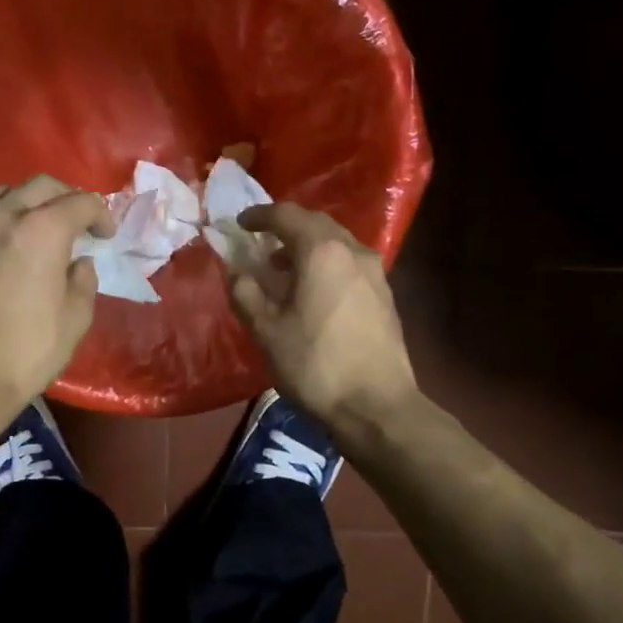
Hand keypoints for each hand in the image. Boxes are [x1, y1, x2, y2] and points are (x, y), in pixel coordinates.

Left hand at [0, 177, 112, 413]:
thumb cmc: (27, 349)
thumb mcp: (75, 319)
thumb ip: (83, 281)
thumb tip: (79, 264)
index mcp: (41, 229)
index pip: (80, 202)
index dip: (101, 214)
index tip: (106, 235)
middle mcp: (1, 218)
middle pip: (39, 186)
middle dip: (65, 197)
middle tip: (76, 222)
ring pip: (0, 198)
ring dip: (26, 206)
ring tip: (36, 230)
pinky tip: (0, 257)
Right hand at [228, 203, 417, 428]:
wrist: (377, 406)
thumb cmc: (315, 364)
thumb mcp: (266, 331)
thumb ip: (246, 293)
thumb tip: (237, 272)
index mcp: (322, 252)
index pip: (287, 216)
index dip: (259, 216)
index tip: (240, 224)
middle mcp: (353, 251)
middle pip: (316, 225)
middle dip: (286, 228)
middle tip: (261, 242)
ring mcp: (374, 273)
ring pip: (336, 244)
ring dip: (307, 247)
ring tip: (283, 269)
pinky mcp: (384, 296)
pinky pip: (349, 264)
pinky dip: (326, 265)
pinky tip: (313, 292)